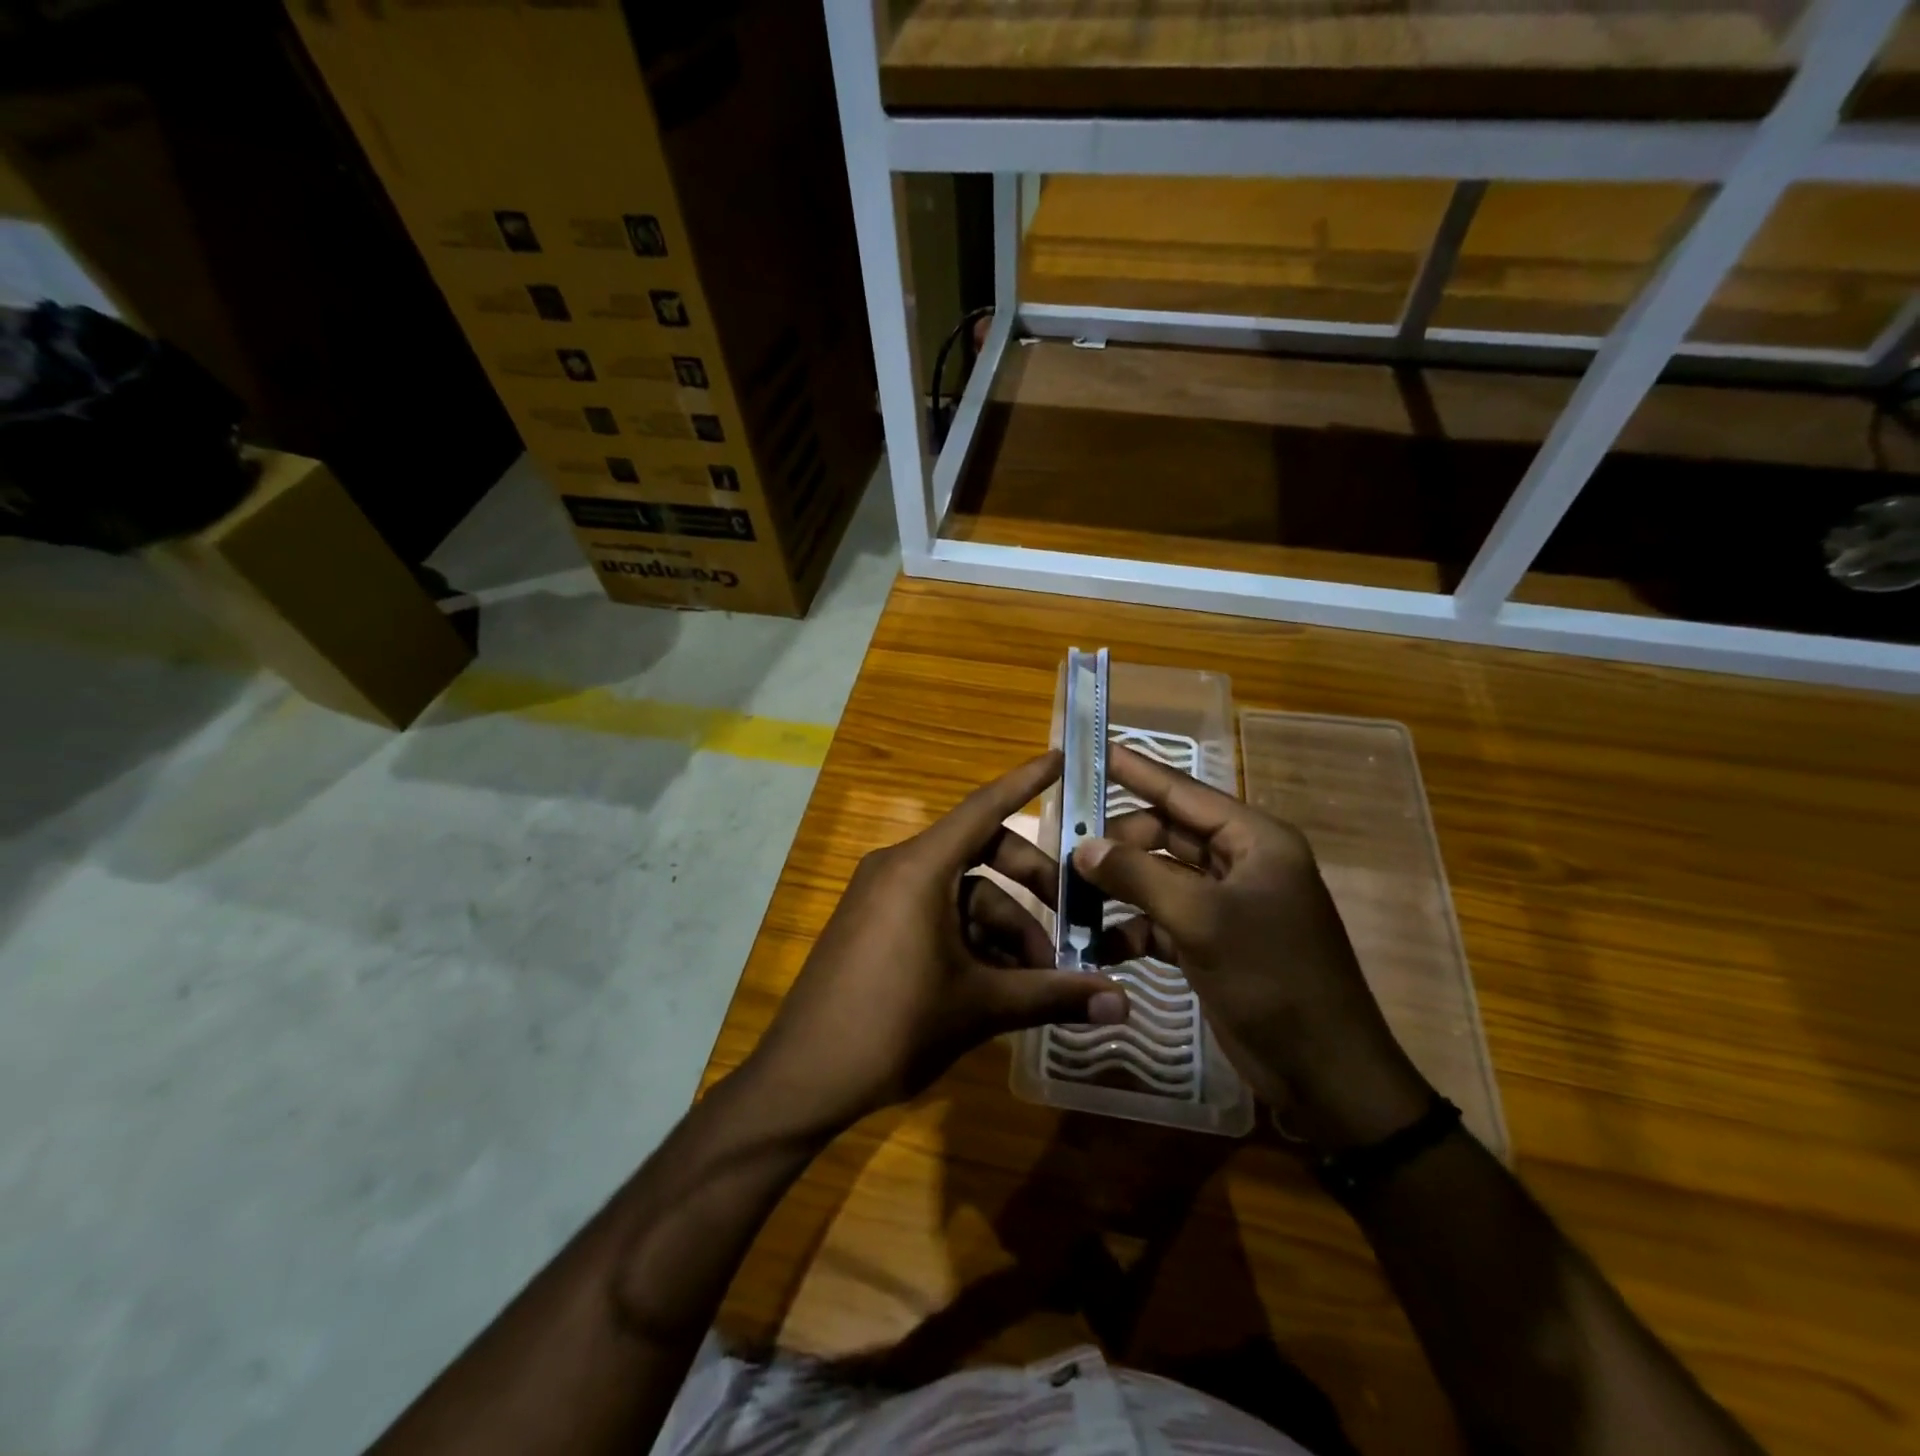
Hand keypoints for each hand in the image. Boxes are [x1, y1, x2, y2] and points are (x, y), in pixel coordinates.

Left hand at [742, 752, 1127, 1137]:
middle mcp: (899, 869)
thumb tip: (1124, 1005)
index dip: (1025, 781)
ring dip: (1005, 929)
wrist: (802, 1079)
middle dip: (1032, 887)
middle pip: (982, 855)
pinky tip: (1001, 983)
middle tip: (1073, 926)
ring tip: (1039, 980)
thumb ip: (1052, 996)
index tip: (1061, 756)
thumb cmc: (893, 1026)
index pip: (984, 808)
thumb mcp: (980, 1007)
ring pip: (962, 894)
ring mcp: (883, 898)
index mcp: (919, 868)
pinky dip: (972, 939)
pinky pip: (936, 914)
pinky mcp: (875, 926)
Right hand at [1076, 746, 1431, 1150]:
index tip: (1095, 751)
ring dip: (1120, 888)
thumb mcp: (1201, 919)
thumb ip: (1138, 875)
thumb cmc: (1272, 979)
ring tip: (1072, 895)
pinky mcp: (1214, 943)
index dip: (1138, 771)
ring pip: (1159, 878)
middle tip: (1069, 850)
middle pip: (1166, 835)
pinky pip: (1162, 919)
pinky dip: (1133, 928)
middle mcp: (1240, 863)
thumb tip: (1084, 846)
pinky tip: (1100, 943)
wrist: (1325, 1073)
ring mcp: (1227, 905)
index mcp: (1253, 840)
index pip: (1184, 792)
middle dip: (1119, 843)